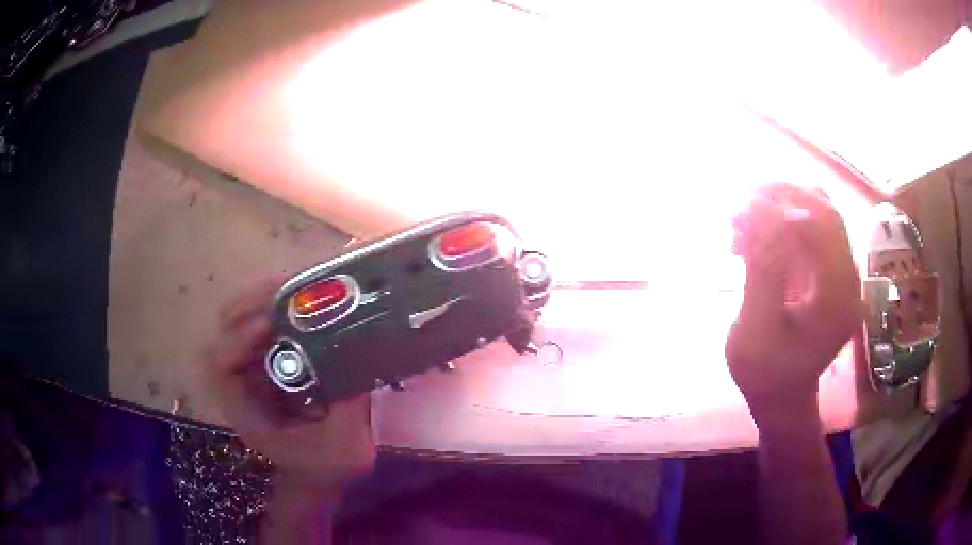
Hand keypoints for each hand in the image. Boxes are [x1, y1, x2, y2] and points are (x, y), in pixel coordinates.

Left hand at [203, 279, 374, 494]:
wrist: (320, 473)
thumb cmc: (328, 466)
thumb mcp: (346, 445)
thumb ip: (350, 404)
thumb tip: (362, 352)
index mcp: (247, 412)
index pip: (221, 366)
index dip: (239, 338)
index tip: (272, 321)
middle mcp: (240, 386)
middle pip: (224, 332)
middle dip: (249, 304)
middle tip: (286, 288)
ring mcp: (251, 369)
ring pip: (239, 321)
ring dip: (262, 298)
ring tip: (296, 285)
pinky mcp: (266, 361)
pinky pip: (260, 324)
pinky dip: (276, 307)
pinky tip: (302, 298)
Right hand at [726, 184, 862, 410]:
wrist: (782, 396)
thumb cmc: (766, 373)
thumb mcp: (756, 330)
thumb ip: (762, 270)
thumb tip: (757, 210)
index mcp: (839, 295)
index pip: (823, 225)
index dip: (784, 204)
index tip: (742, 204)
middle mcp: (847, 277)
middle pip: (824, 211)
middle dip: (781, 197)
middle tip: (740, 201)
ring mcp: (839, 272)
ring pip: (815, 216)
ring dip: (778, 209)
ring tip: (739, 221)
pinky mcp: (826, 272)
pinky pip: (806, 233)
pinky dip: (777, 226)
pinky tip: (749, 238)